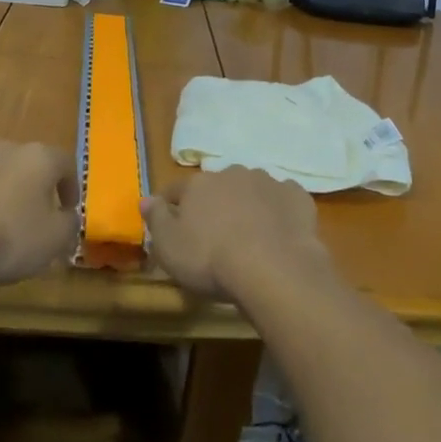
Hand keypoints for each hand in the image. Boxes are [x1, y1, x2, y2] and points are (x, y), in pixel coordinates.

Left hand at [0, 140, 78, 291]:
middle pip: (31, 166)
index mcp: (39, 157)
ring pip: (0, 177)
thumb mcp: (54, 239)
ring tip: (5, 231)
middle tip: (40, 220)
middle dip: (38, 190)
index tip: (69, 211)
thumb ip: (69, 225)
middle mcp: (7, 150)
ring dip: (8, 198)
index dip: (72, 187)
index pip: (66, 163)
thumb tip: (68, 217)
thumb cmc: (9, 236)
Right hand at [144, 166, 331, 302]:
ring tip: (250, 233)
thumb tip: (144, 198)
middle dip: (215, 202)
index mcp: (199, 184)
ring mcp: (267, 182)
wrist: (273, 268)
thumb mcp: (170, 247)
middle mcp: (232, 173)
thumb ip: (155, 219)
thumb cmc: (212, 259)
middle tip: (216, 231)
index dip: (171, 204)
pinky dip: (279, 210)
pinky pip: (283, 199)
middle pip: (217, 186)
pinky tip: (280, 231)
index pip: (177, 189)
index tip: (169, 219)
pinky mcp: (296, 197)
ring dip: (248, 204)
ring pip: (252, 189)